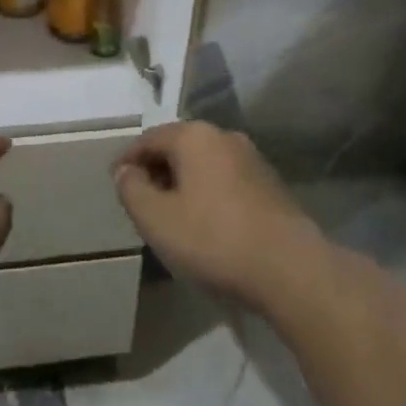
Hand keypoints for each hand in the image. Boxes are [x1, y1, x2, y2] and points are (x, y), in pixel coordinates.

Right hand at [114, 122, 325, 312]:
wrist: (290, 269)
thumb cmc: (213, 239)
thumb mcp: (156, 219)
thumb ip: (131, 189)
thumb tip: (125, 171)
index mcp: (194, 136)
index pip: (148, 139)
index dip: (127, 160)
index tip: (115, 183)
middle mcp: (224, 136)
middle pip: (177, 147)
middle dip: (155, 170)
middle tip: (140, 201)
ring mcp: (252, 159)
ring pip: (203, 164)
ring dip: (182, 182)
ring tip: (170, 214)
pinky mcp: (270, 185)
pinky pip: (225, 180)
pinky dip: (207, 193)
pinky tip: (205, 223)